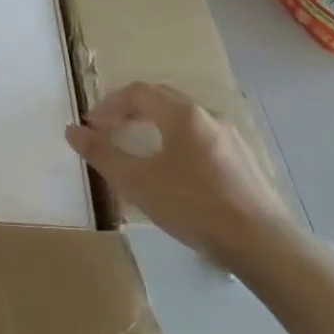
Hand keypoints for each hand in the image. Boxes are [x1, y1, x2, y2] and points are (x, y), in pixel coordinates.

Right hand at [64, 82, 300, 275]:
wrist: (261, 242)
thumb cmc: (192, 205)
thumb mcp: (136, 181)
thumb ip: (101, 153)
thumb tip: (72, 130)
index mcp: (182, 114)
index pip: (138, 92)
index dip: (109, 104)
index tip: (91, 126)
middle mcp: (209, 116)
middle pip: (163, 99)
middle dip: (130, 111)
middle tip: (109, 131)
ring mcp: (231, 138)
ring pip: (184, 119)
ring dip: (154, 126)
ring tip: (138, 151)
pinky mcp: (244, 161)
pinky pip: (202, 138)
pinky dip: (177, 142)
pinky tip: (174, 173)